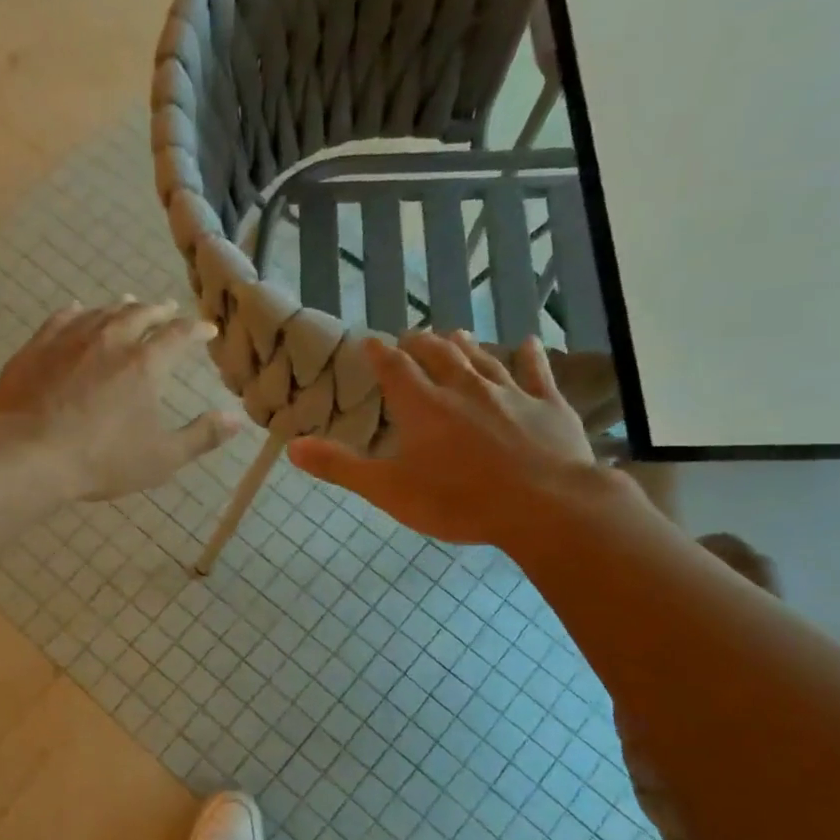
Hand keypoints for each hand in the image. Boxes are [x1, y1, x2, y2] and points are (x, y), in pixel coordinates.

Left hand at [0, 299, 241, 500]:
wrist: (29, 454)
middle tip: (167, 308)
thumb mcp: (162, 458)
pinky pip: (61, 318)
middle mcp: (111, 340)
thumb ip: (202, 436)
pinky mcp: (37, 347)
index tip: (207, 329)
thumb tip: (237, 419)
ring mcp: (70, 339)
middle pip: (139, 315)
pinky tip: (78, 310)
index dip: (196, 330)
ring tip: (129, 302)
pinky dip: (77, 312)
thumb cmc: (102, 460)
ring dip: (120, 306)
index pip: (178, 336)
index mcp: (145, 365)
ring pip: (102, 312)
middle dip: (158, 310)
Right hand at [288, 330, 600, 545]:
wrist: (543, 506)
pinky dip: (529, 356)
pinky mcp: (547, 405)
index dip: (380, 354)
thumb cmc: (457, 501)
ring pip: (482, 359)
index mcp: (423, 406)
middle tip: (413, 337)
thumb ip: (340, 467)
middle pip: (439, 355)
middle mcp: (463, 388)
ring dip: (466, 345)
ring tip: (456, 334)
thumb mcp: (387, 490)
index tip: (371, 342)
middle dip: (422, 344)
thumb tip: (292, 446)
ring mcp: (510, 393)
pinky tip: (528, 343)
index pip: (395, 368)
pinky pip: (536, 372)